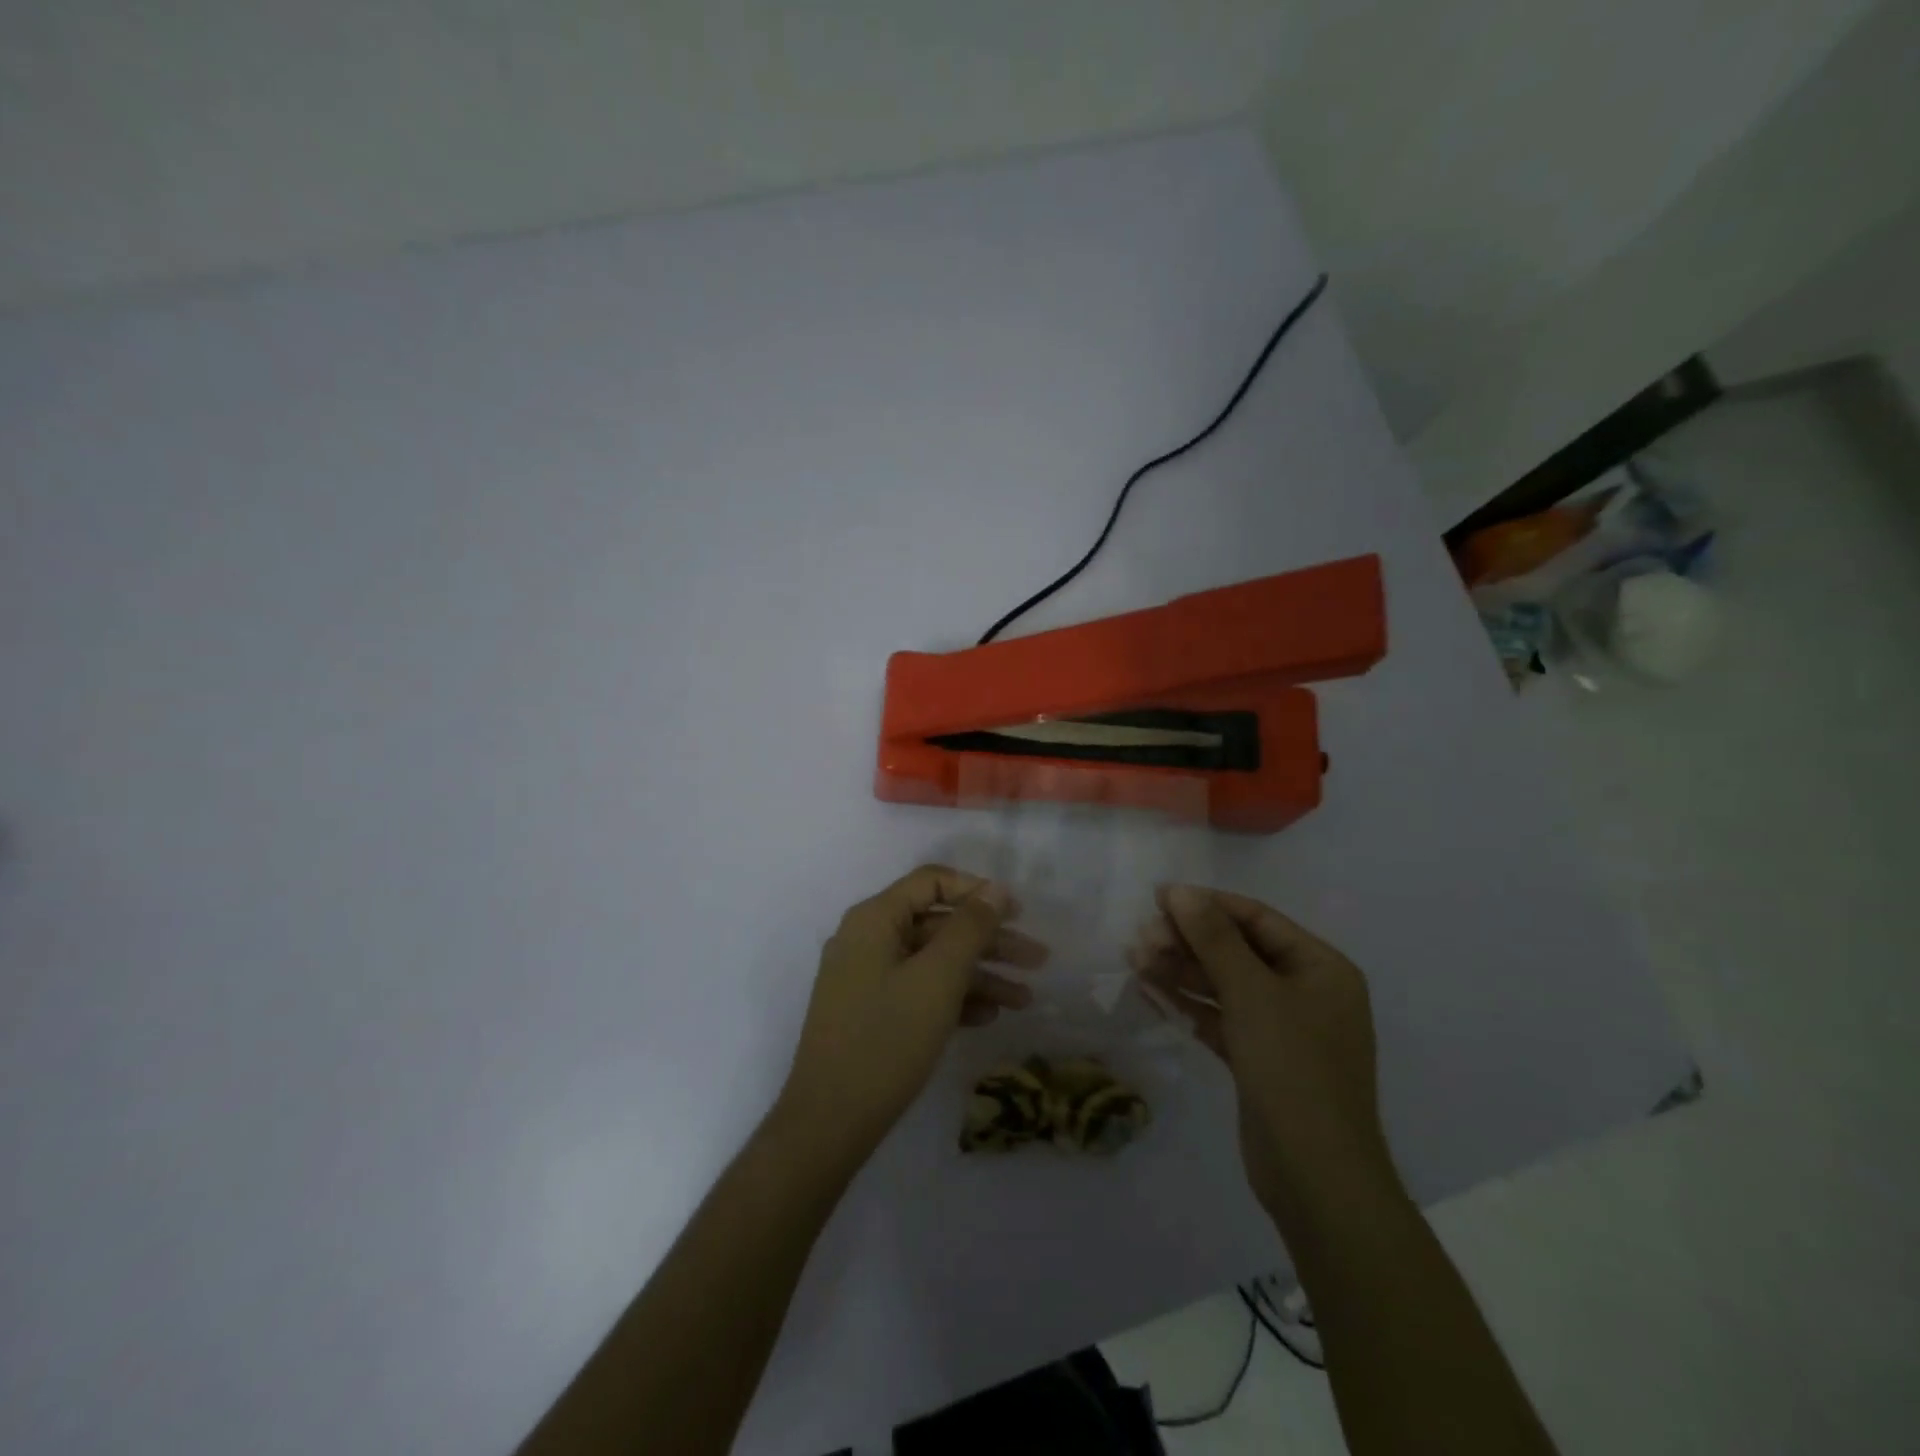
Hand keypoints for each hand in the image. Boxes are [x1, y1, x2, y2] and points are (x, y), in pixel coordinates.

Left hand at [779, 865, 1046, 1155]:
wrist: (829, 1122)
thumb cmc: (887, 1038)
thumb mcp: (938, 978)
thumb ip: (970, 927)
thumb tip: (995, 889)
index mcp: (875, 918)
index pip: (931, 881)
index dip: (977, 890)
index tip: (1018, 912)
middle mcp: (867, 939)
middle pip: (937, 924)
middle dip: (989, 940)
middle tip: (1038, 959)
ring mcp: (866, 977)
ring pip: (932, 961)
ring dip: (979, 974)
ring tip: (1025, 999)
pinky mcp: (870, 1012)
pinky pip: (919, 990)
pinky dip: (953, 998)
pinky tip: (989, 1016)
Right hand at [1130, 884, 1396, 1220]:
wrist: (1316, 1178)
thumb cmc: (1294, 1070)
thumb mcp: (1252, 994)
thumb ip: (1214, 939)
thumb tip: (1180, 891)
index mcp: (1320, 967)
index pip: (1256, 919)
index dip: (1207, 904)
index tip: (1158, 898)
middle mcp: (1305, 991)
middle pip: (1237, 950)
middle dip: (1188, 940)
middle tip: (1140, 937)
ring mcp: (1282, 1027)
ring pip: (1224, 984)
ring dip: (1181, 970)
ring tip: (1134, 959)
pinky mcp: (1260, 1058)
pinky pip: (1220, 1017)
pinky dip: (1188, 1003)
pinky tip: (1149, 990)